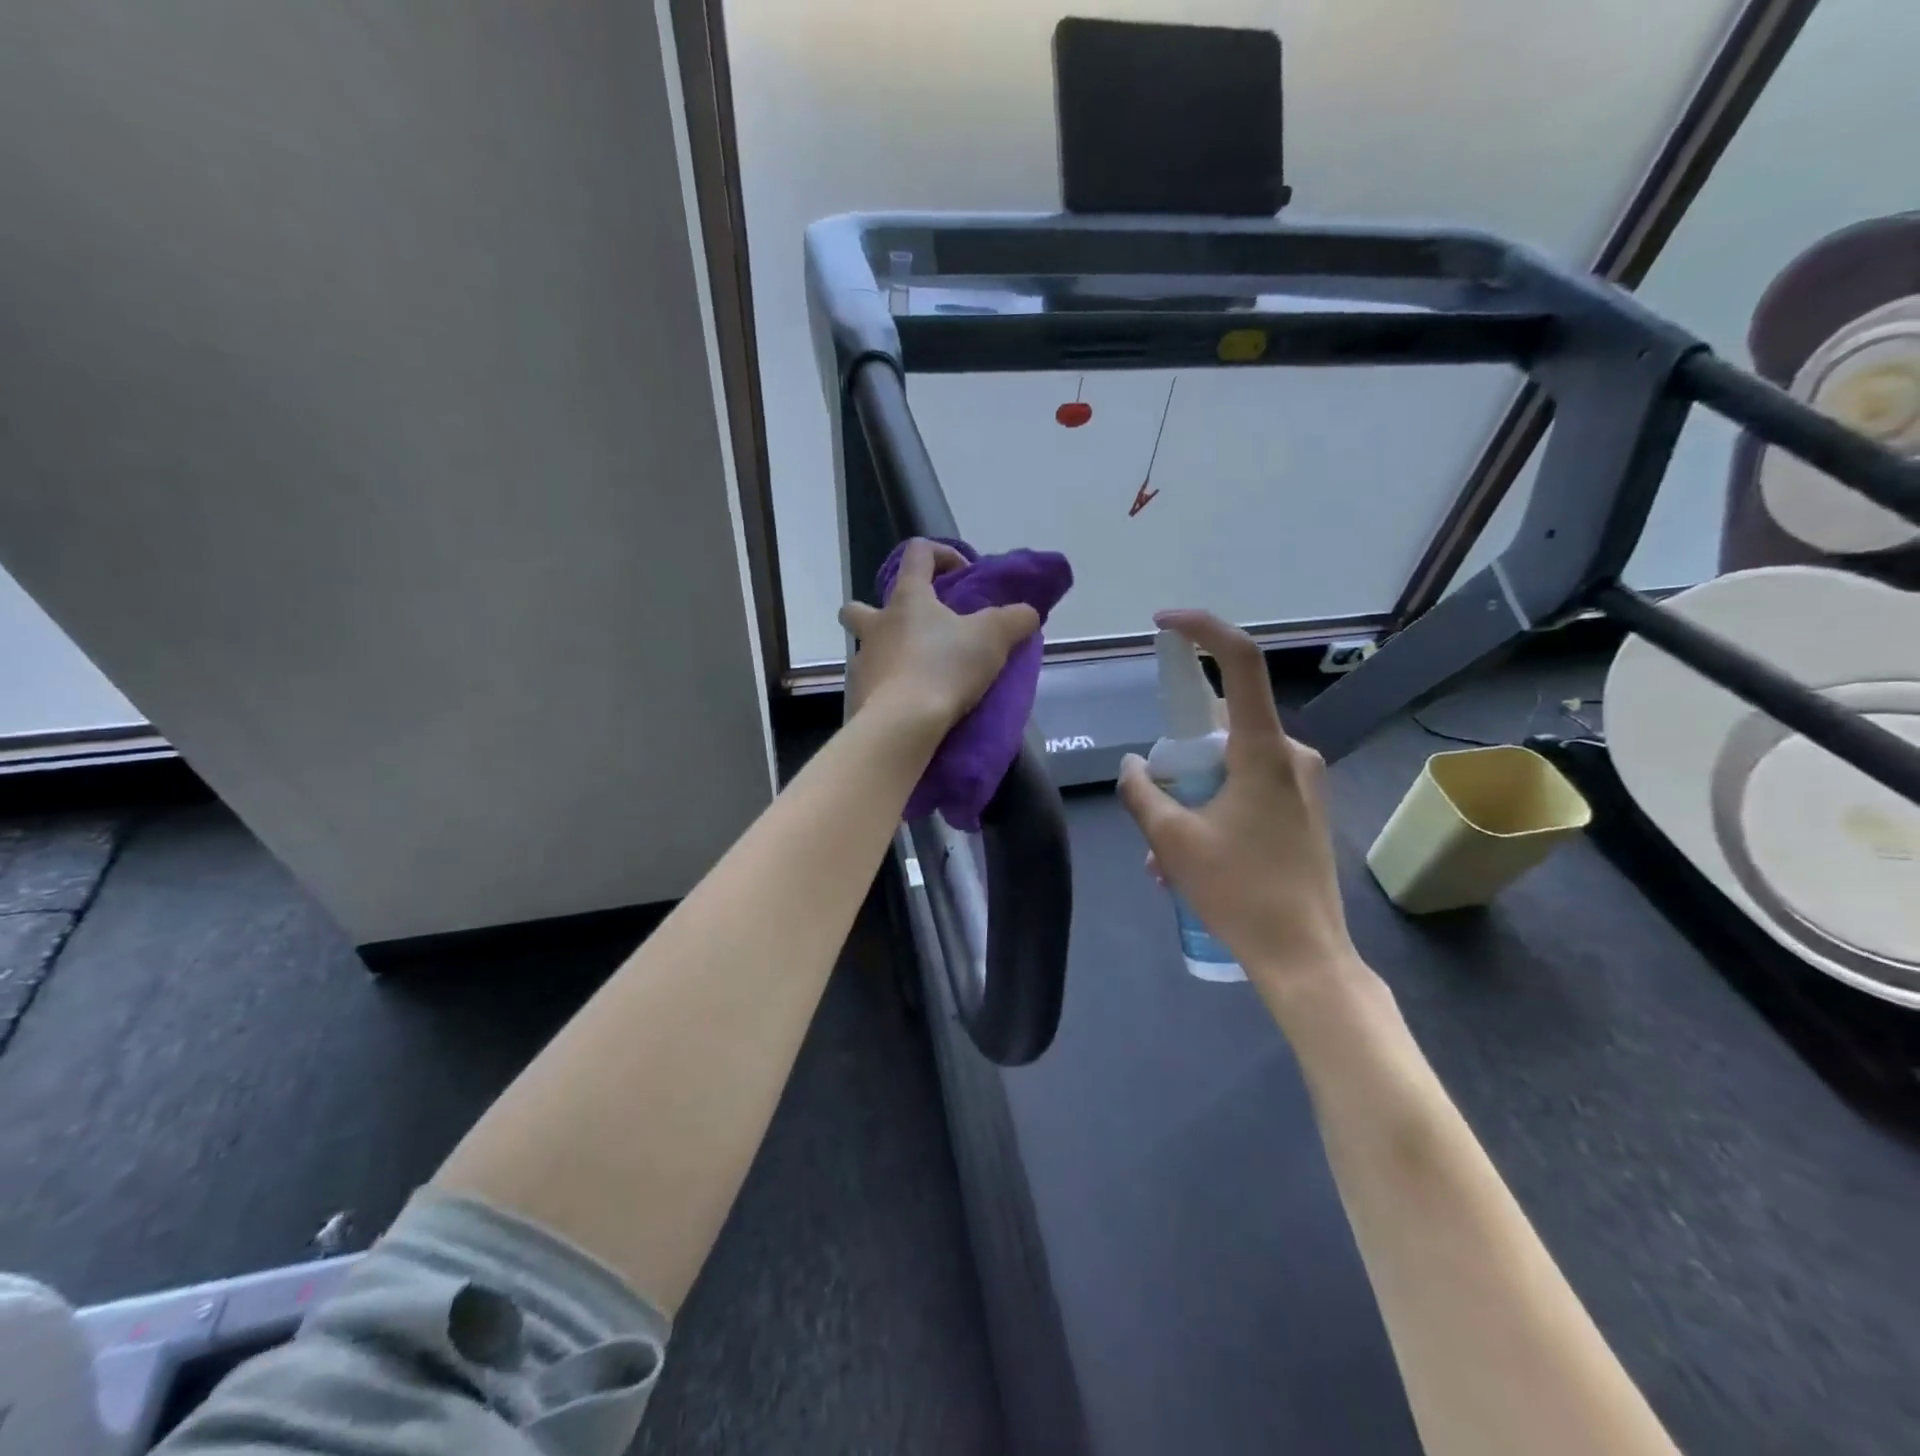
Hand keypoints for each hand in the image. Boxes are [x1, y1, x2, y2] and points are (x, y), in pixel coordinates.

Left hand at [840, 539, 1040, 733]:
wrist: (904, 724)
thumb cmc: (945, 668)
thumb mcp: (993, 638)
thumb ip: (1015, 619)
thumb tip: (1026, 613)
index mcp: (907, 599)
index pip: (917, 553)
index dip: (940, 554)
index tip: (962, 576)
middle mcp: (876, 625)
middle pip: (858, 607)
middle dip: (877, 613)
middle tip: (911, 631)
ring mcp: (862, 663)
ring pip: (865, 650)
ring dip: (886, 656)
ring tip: (918, 675)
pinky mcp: (857, 697)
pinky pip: (870, 687)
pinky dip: (887, 692)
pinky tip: (910, 706)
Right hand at [1116, 610, 1361, 1005]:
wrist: (1305, 956)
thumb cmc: (1239, 892)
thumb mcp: (1172, 841)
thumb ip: (1142, 792)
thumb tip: (1133, 766)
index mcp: (1263, 750)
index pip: (1240, 662)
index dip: (1202, 629)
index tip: (1163, 624)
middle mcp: (1292, 754)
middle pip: (1223, 724)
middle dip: (1179, 756)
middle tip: (1153, 802)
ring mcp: (1304, 782)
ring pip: (1231, 764)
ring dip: (1193, 794)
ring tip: (1164, 855)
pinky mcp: (1306, 809)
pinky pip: (1249, 788)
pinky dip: (1215, 808)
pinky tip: (1194, 858)